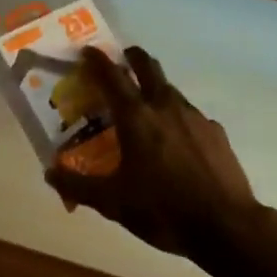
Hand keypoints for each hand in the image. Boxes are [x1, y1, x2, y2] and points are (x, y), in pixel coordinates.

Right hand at [46, 46, 260, 257]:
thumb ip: (79, 186)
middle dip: (132, 57)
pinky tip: (175, 142)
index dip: (97, 60)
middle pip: (147, 66)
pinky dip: (176, 118)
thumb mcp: (113, 203)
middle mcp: (165, 106)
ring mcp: (195, 116)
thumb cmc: (163, 210)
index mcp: (136, 117)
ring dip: (154, 89)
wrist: (226, 226)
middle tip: (121, 61)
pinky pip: (190, 115)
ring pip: (169, 90)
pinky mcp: (216, 132)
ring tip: (145, 109)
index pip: (112, 76)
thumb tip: (50, 173)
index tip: (88, 51)